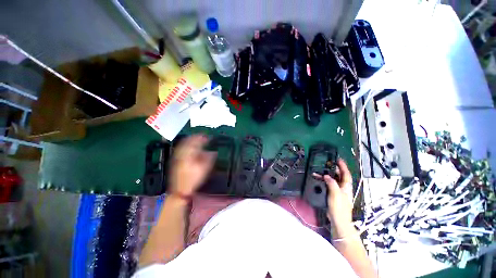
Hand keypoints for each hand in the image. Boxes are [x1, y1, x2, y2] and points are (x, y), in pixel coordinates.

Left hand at [169, 135, 215, 197]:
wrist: (180, 190)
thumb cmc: (193, 179)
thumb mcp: (204, 168)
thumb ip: (209, 158)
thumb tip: (213, 152)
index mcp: (189, 154)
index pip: (195, 142)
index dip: (202, 138)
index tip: (207, 136)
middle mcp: (182, 153)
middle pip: (188, 141)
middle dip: (195, 137)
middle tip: (202, 136)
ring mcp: (177, 157)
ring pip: (183, 144)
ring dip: (190, 140)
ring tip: (196, 139)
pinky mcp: (175, 160)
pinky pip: (180, 149)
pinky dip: (186, 145)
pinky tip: (189, 147)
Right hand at [315, 159, 353, 237]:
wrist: (338, 220)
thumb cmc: (339, 207)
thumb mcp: (336, 194)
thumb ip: (332, 183)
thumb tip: (327, 176)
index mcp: (346, 187)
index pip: (346, 174)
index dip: (343, 166)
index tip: (338, 159)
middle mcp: (343, 188)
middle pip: (339, 176)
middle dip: (333, 170)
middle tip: (326, 164)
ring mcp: (338, 192)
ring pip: (333, 181)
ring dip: (326, 176)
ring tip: (318, 172)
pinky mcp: (333, 195)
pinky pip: (329, 185)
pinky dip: (324, 182)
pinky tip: (319, 181)